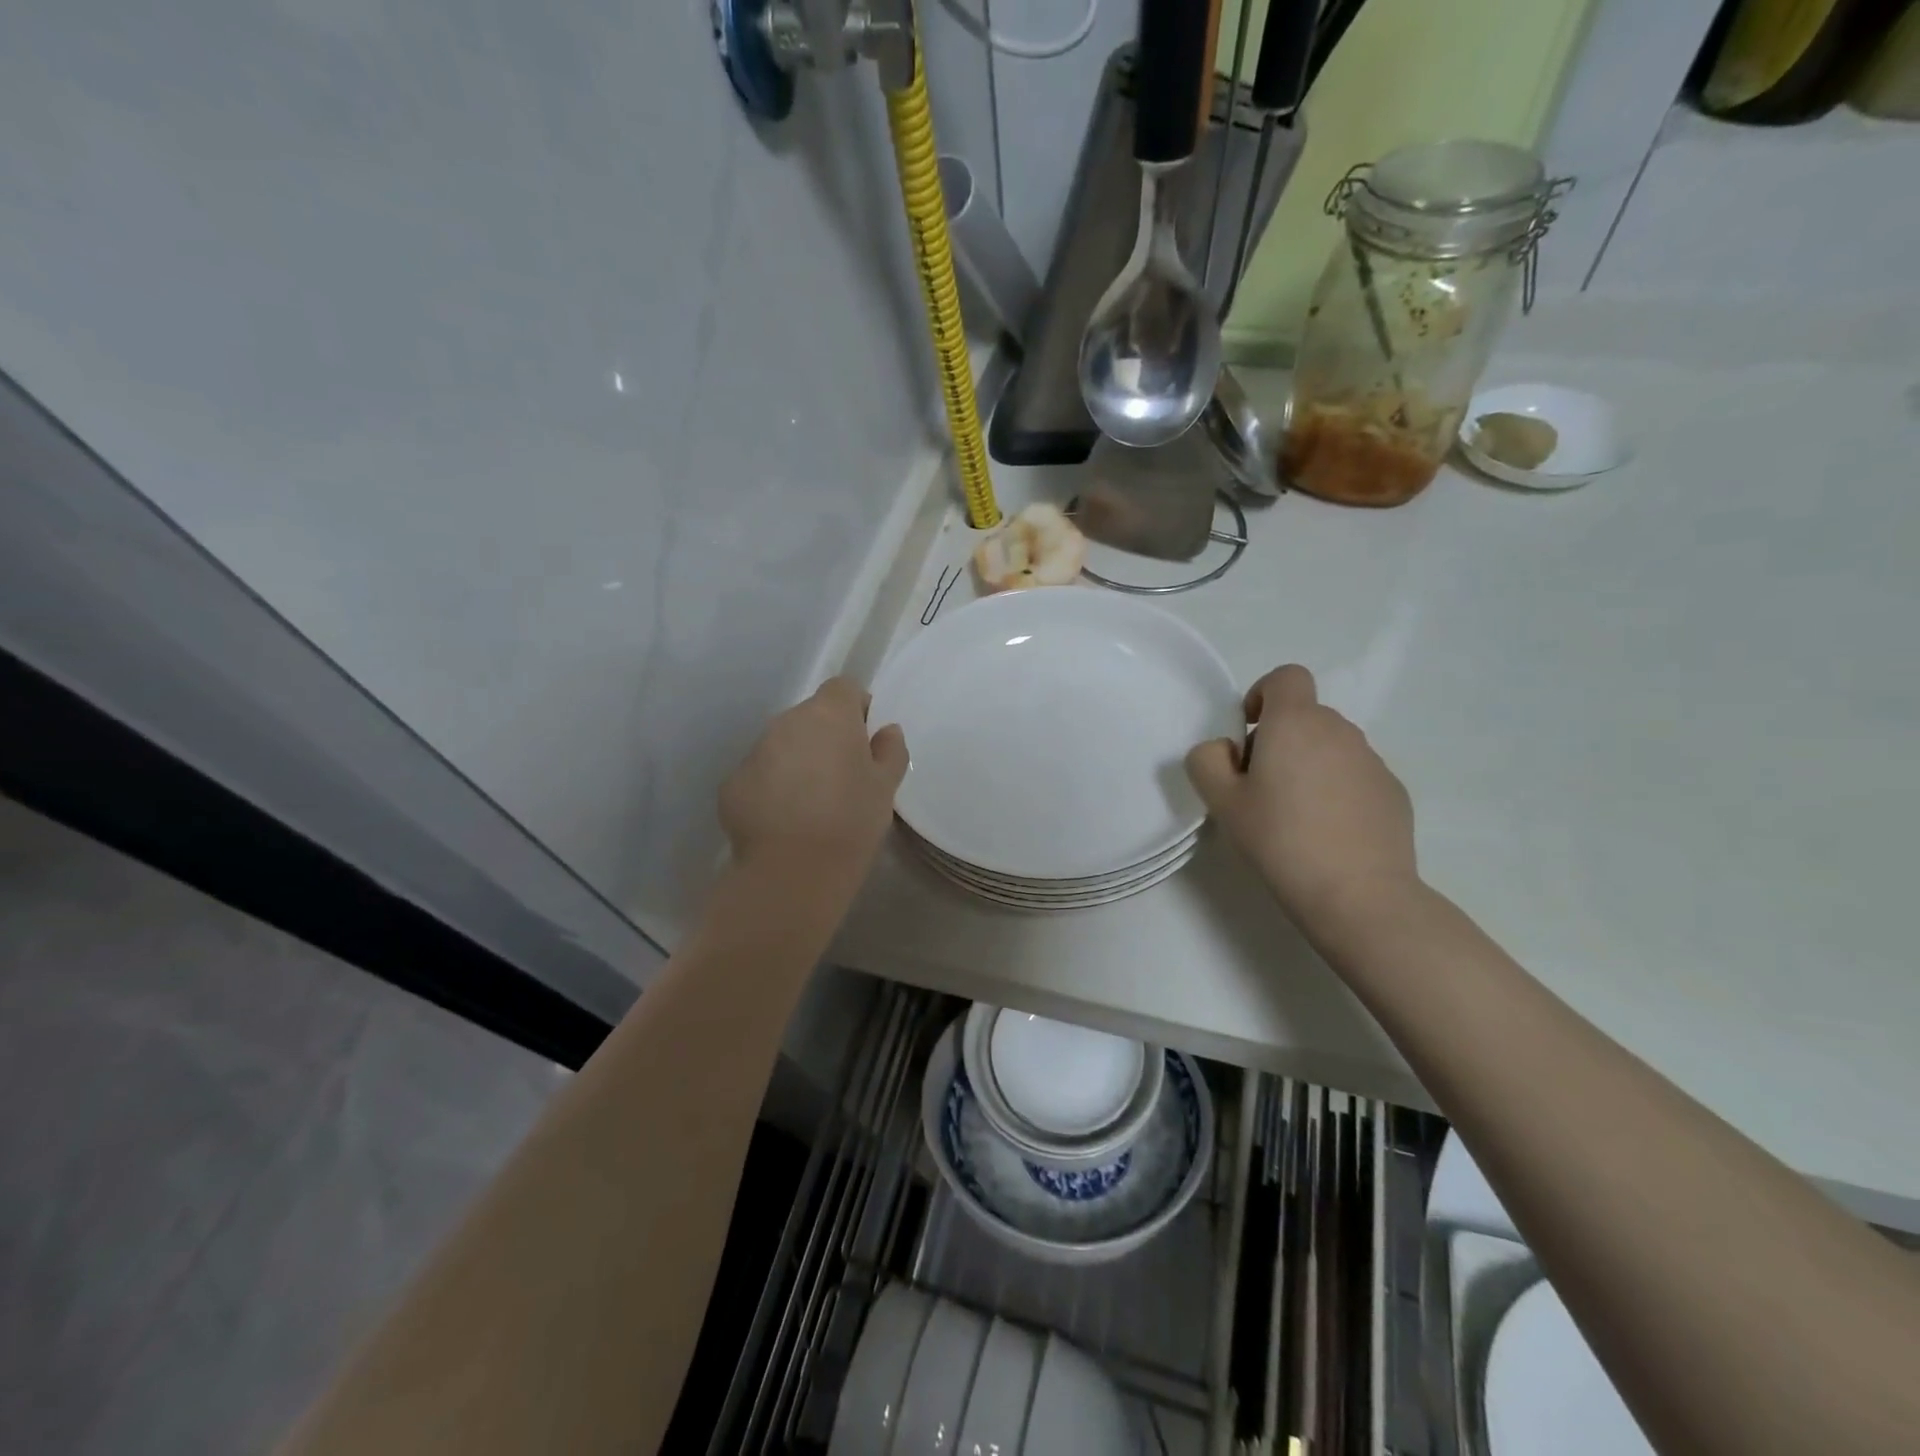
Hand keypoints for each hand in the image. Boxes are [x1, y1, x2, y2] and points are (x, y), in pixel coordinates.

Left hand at [720, 677, 907, 889]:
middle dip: (826, 737)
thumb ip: (890, 751)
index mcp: (828, 715)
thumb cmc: (851, 820)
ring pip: (782, 744)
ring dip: (797, 761)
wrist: (794, 870)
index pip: (843, 688)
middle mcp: (786, 722)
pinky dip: (772, 787)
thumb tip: (887, 730)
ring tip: (812, 803)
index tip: (865, 739)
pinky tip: (785, 820)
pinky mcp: (733, 783)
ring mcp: (755, 751)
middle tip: (842, 776)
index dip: (856, 708)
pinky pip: (760, 774)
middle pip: (810, 716)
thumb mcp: (886, 787)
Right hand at [1186, 665, 1418, 937]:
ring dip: (1309, 766)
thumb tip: (1223, 750)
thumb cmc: (1280, 839)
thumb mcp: (1222, 801)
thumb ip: (1207, 760)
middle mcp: (1339, 731)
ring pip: (1330, 748)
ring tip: (1294, 817)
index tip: (1251, 733)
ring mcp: (1373, 761)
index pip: (1286, 677)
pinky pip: (1355, 776)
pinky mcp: (1393, 793)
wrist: (1358, 894)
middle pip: (1305, 716)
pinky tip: (1327, 833)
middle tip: (1261, 789)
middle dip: (1280, 740)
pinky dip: (1337, 791)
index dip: (1264, 695)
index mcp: (1296, 723)